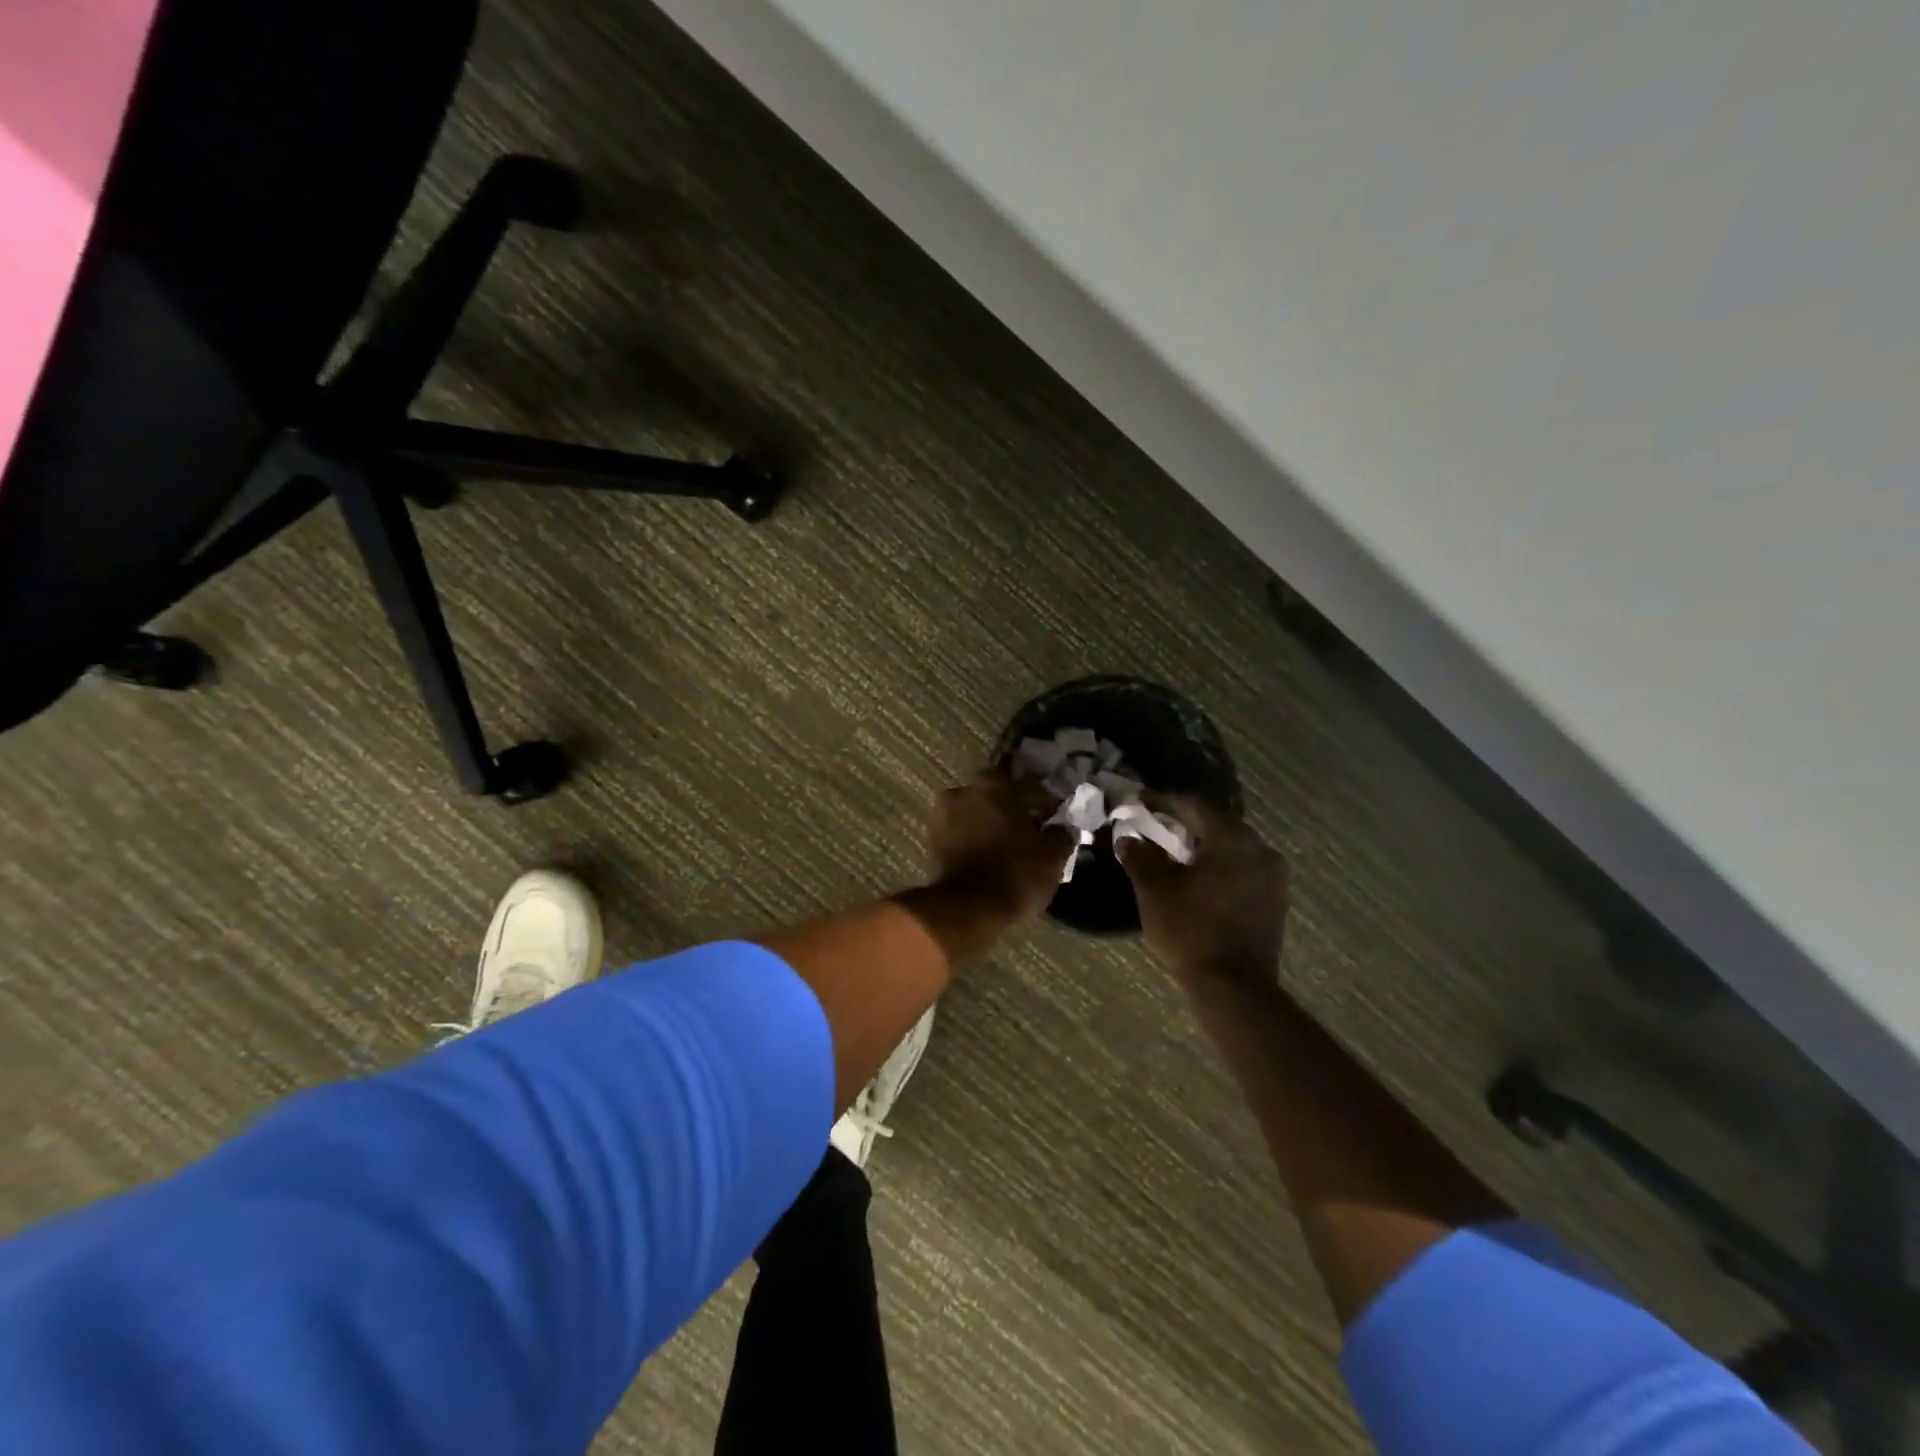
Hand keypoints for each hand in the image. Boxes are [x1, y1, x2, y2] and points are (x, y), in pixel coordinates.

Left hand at [926, 768, 1075, 923]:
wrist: (968, 908)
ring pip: (977, 812)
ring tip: (1009, 844)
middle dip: (1014, 808)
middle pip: (997, 794)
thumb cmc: (1015, 873)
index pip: (1028, 786)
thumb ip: (1061, 834)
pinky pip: (962, 831)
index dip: (1045, 802)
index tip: (1055, 818)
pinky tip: (991, 854)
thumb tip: (1064, 827)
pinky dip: (976, 837)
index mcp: (994, 785)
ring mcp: (943, 815)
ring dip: (992, 822)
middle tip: (1031, 828)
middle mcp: (964, 791)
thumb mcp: (1052, 855)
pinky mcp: (932, 840)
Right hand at [1117, 795, 1288, 985]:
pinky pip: (1240, 868)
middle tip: (1151, 825)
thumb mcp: (1154, 889)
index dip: (1161, 801)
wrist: (1234, 989)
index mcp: (1234, 839)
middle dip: (1181, 822)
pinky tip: (1195, 877)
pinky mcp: (1273, 900)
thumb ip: (1139, 855)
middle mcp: (1260, 849)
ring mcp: (1272, 876)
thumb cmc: (1191, 931)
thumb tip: (1128, 836)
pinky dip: (1215, 865)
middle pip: (1215, 822)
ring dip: (1199, 845)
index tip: (1136, 802)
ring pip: (1229, 846)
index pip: (1193, 804)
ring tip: (1170, 852)